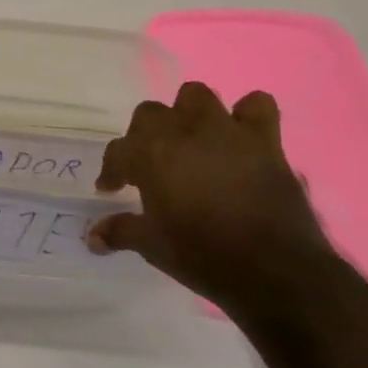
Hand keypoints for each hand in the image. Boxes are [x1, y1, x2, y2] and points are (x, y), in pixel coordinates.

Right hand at [86, 83, 336, 316]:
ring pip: (196, 96)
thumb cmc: (203, 256)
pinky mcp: (264, 141)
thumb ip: (120, 232)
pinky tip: (240, 137)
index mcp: (150, 154)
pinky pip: (257, 106)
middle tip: (150, 165)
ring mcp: (225, 131)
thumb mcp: (152, 247)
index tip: (111, 189)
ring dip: (189, 115)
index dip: (112, 171)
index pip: (118, 151)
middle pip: (150, 114)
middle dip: (145, 136)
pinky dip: (247, 115)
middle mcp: (183, 132)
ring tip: (191, 141)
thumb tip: (93, 237)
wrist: (275, 271)